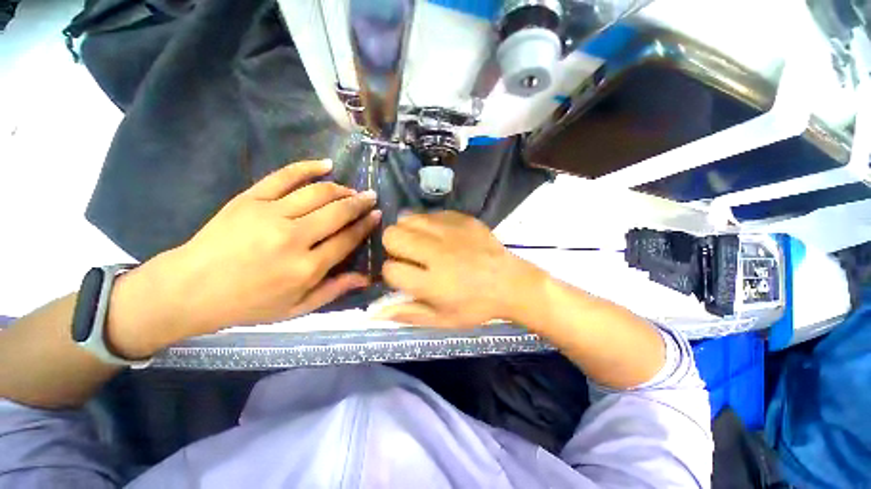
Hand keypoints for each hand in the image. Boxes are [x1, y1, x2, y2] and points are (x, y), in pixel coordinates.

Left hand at [109, 159, 381, 355]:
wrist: (190, 289)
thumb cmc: (248, 304)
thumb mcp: (296, 308)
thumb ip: (334, 290)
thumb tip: (366, 277)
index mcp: (306, 268)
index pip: (347, 239)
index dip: (365, 225)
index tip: (377, 215)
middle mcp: (293, 238)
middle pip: (337, 212)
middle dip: (359, 203)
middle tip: (371, 197)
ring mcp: (270, 215)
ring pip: (317, 193)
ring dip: (341, 189)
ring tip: (351, 190)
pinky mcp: (249, 199)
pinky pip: (284, 176)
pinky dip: (307, 167)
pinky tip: (326, 164)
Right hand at [375, 211, 545, 327]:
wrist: (510, 283)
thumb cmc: (476, 306)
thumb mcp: (442, 320)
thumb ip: (408, 314)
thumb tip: (374, 312)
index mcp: (431, 283)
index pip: (390, 269)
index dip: (392, 273)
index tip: (403, 275)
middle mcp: (436, 253)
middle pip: (392, 236)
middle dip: (393, 246)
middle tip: (409, 255)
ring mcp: (450, 232)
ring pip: (407, 218)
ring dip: (408, 231)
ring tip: (421, 242)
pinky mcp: (462, 219)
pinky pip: (430, 213)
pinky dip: (428, 223)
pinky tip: (440, 235)